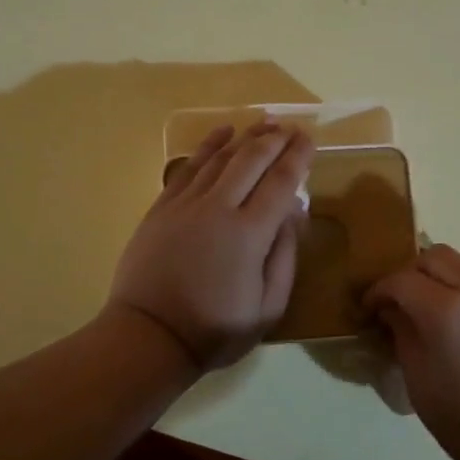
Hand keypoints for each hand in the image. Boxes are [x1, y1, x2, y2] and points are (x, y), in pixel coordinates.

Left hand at [108, 123, 312, 370]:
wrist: (149, 336)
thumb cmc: (215, 329)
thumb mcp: (267, 307)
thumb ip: (285, 257)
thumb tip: (293, 215)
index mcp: (250, 233)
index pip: (281, 182)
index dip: (298, 157)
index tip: (310, 139)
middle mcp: (218, 208)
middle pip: (251, 160)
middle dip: (275, 139)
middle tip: (291, 127)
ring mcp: (186, 204)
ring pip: (220, 158)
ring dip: (245, 137)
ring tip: (263, 122)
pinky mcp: (162, 207)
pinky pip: (188, 167)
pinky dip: (207, 146)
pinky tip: (221, 133)